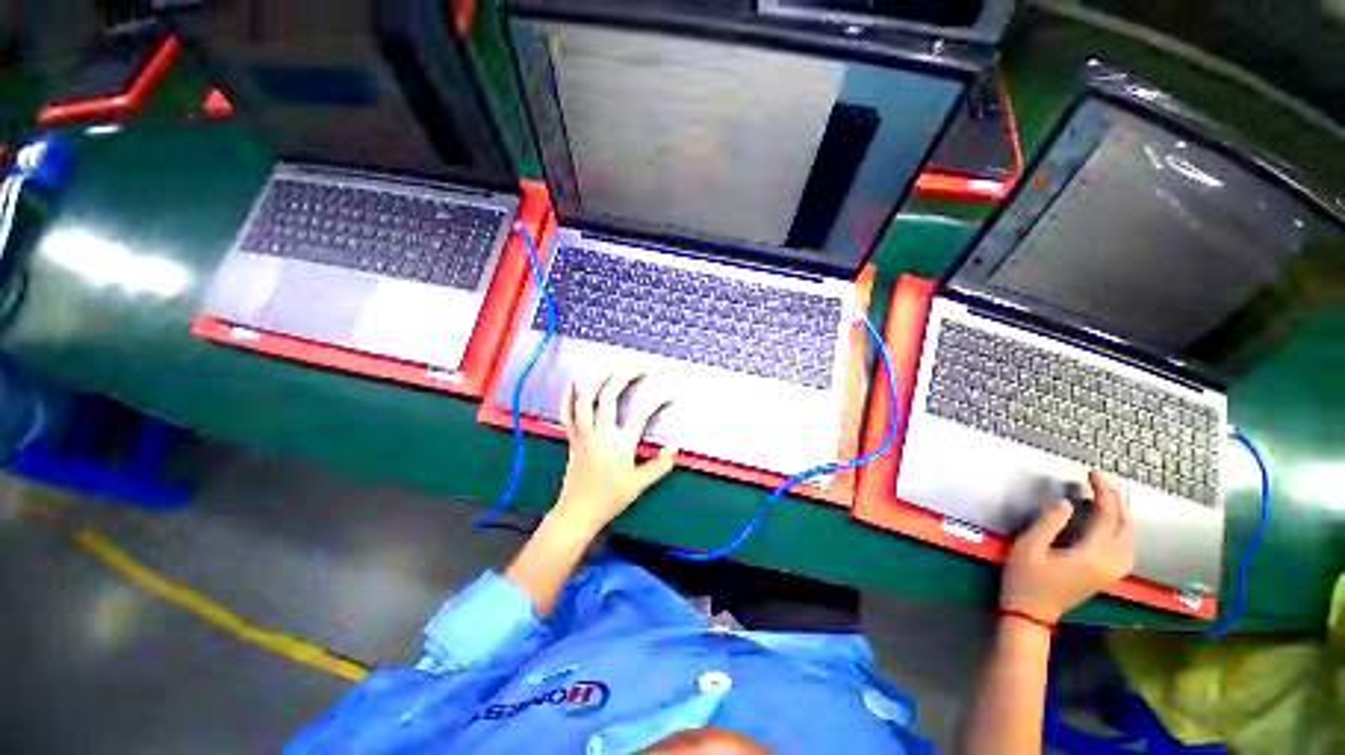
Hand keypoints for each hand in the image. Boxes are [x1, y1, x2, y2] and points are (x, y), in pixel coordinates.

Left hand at [553, 372, 677, 534]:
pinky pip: (566, 413)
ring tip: (610, 368)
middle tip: (640, 368)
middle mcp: (601, 432)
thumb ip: (659, 465)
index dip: (657, 400)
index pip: (641, 413)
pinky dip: (568, 397)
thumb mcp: (640, 484)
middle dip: (626, 376)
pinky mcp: (572, 438)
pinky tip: (574, 385)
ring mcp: (584, 433)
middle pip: (611, 395)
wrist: (579, 512)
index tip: (667, 395)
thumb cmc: (611, 498)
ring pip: (587, 398)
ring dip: (598, 379)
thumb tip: (674, 448)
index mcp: (620, 443)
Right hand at [1000, 470, 1135, 622]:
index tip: (1093, 473)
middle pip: (1126, 526)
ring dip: (1122, 514)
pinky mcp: (1109, 576)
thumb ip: (1049, 523)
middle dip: (1117, 500)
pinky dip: (1123, 529)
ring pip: (1132, 538)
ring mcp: (1113, 572)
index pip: (1108, 517)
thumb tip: (1067, 503)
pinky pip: (1127, 547)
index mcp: (1092, 555)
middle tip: (1100, 481)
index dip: (1104, 492)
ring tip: (1106, 497)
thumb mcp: (1028, 547)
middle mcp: (1111, 563)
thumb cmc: (1025, 578)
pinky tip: (1110, 523)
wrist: (1032, 612)